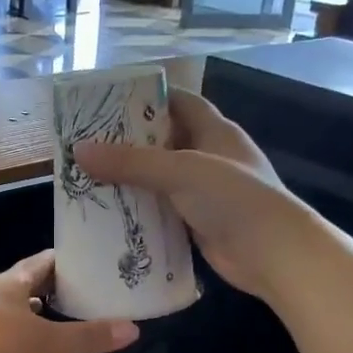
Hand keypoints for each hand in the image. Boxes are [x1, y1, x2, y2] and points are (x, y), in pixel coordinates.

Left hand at [0, 250, 137, 352]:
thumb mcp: (44, 339)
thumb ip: (85, 337)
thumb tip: (133, 331)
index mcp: (10, 283)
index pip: (43, 262)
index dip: (66, 260)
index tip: (91, 261)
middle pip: (25, 287)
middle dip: (52, 292)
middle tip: (83, 297)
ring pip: (10, 316)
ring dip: (31, 320)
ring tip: (58, 326)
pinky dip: (13, 348)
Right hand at [73, 91, 318, 302]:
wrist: (272, 254)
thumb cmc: (233, 198)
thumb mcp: (180, 171)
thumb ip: (131, 162)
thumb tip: (79, 151)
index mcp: (215, 131)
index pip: (180, 103)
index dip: (148, 98)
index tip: (109, 102)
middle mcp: (210, 157)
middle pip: (165, 142)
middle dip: (130, 143)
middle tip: (88, 144)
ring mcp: (205, 193)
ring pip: (161, 180)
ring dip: (132, 180)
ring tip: (89, 178)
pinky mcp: (199, 223)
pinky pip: (163, 211)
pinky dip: (140, 211)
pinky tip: (110, 214)